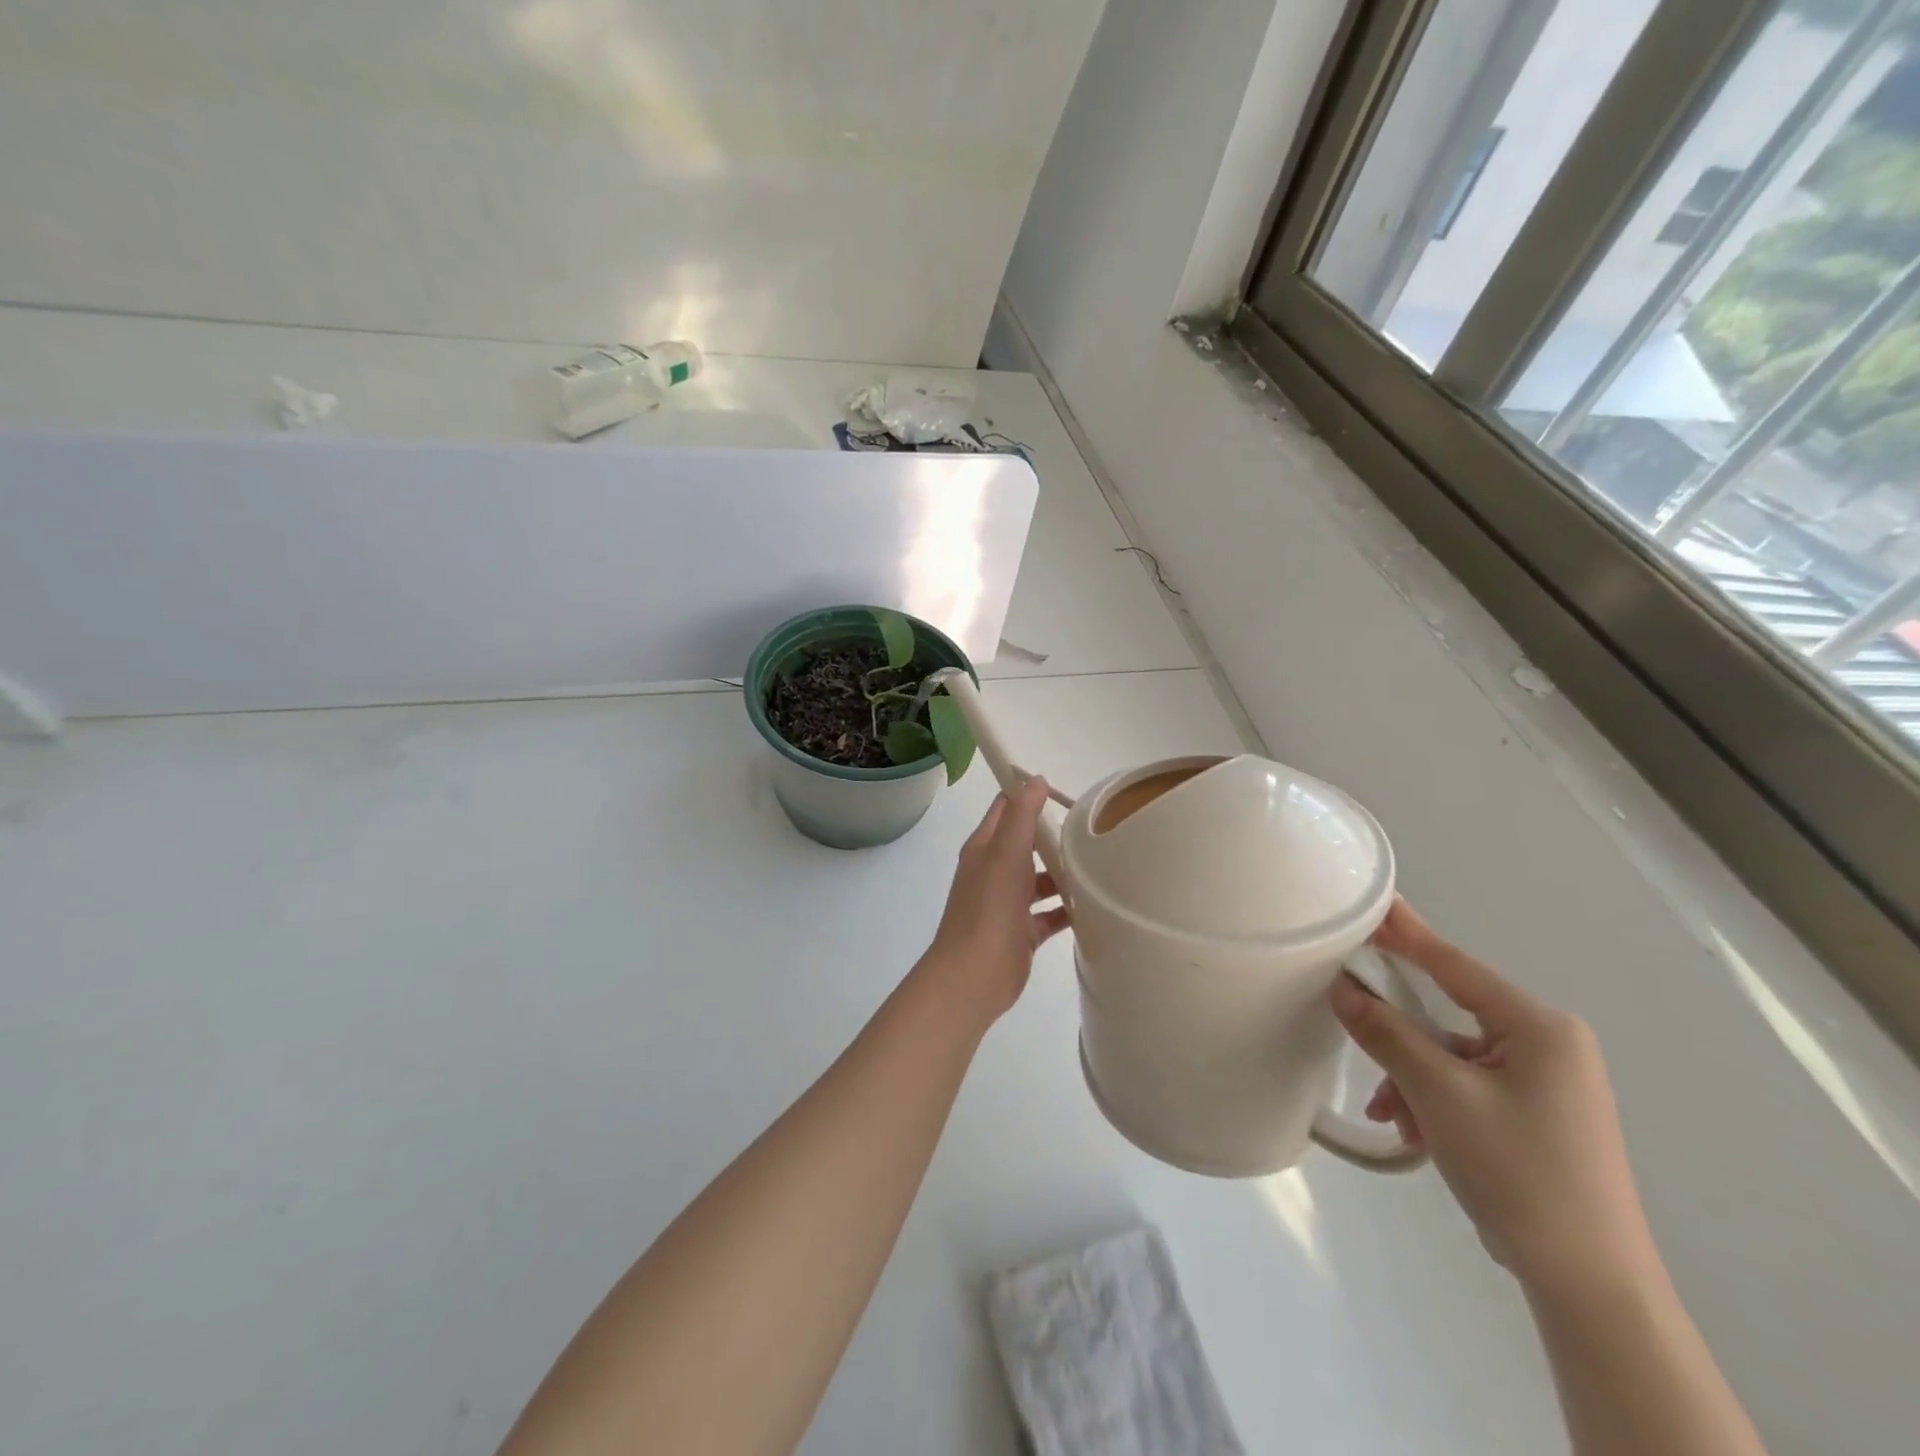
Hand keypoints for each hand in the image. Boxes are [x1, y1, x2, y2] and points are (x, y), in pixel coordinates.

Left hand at [921, 776, 1070, 1022]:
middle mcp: (994, 872)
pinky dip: (1067, 910)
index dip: (1029, 795)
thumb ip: (1021, 816)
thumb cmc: (989, 908)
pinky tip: (1094, 906)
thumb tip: (1035, 779)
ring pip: (1039, 880)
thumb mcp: (1006, 853)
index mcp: (985, 848)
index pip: (1006, 809)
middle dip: (1055, 836)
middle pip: (1027, 844)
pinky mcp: (1021, 933)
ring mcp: (1007, 904)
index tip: (1065, 790)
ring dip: (1064, 874)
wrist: (973, 976)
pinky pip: (1049, 915)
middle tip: (1094, 829)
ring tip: (1100, 867)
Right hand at [1330, 900, 1658, 1298]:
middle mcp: (1548, 1044)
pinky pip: (1467, 1084)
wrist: (1591, 1286)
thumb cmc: (1519, 1173)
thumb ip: (1386, 1033)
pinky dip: (1433, 1100)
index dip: (1408, 933)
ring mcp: (1545, 1081)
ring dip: (1412, 1078)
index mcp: (1540, 1028)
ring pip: (1452, 1054)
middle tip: (1354, 1028)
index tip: (1372, 902)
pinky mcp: (1535, 1113)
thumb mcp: (1439, 1095)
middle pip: (1449, 1013)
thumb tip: (1344, 989)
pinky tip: (1412, 1130)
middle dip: (1401, 1035)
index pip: (1456, 965)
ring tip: (1394, 1115)